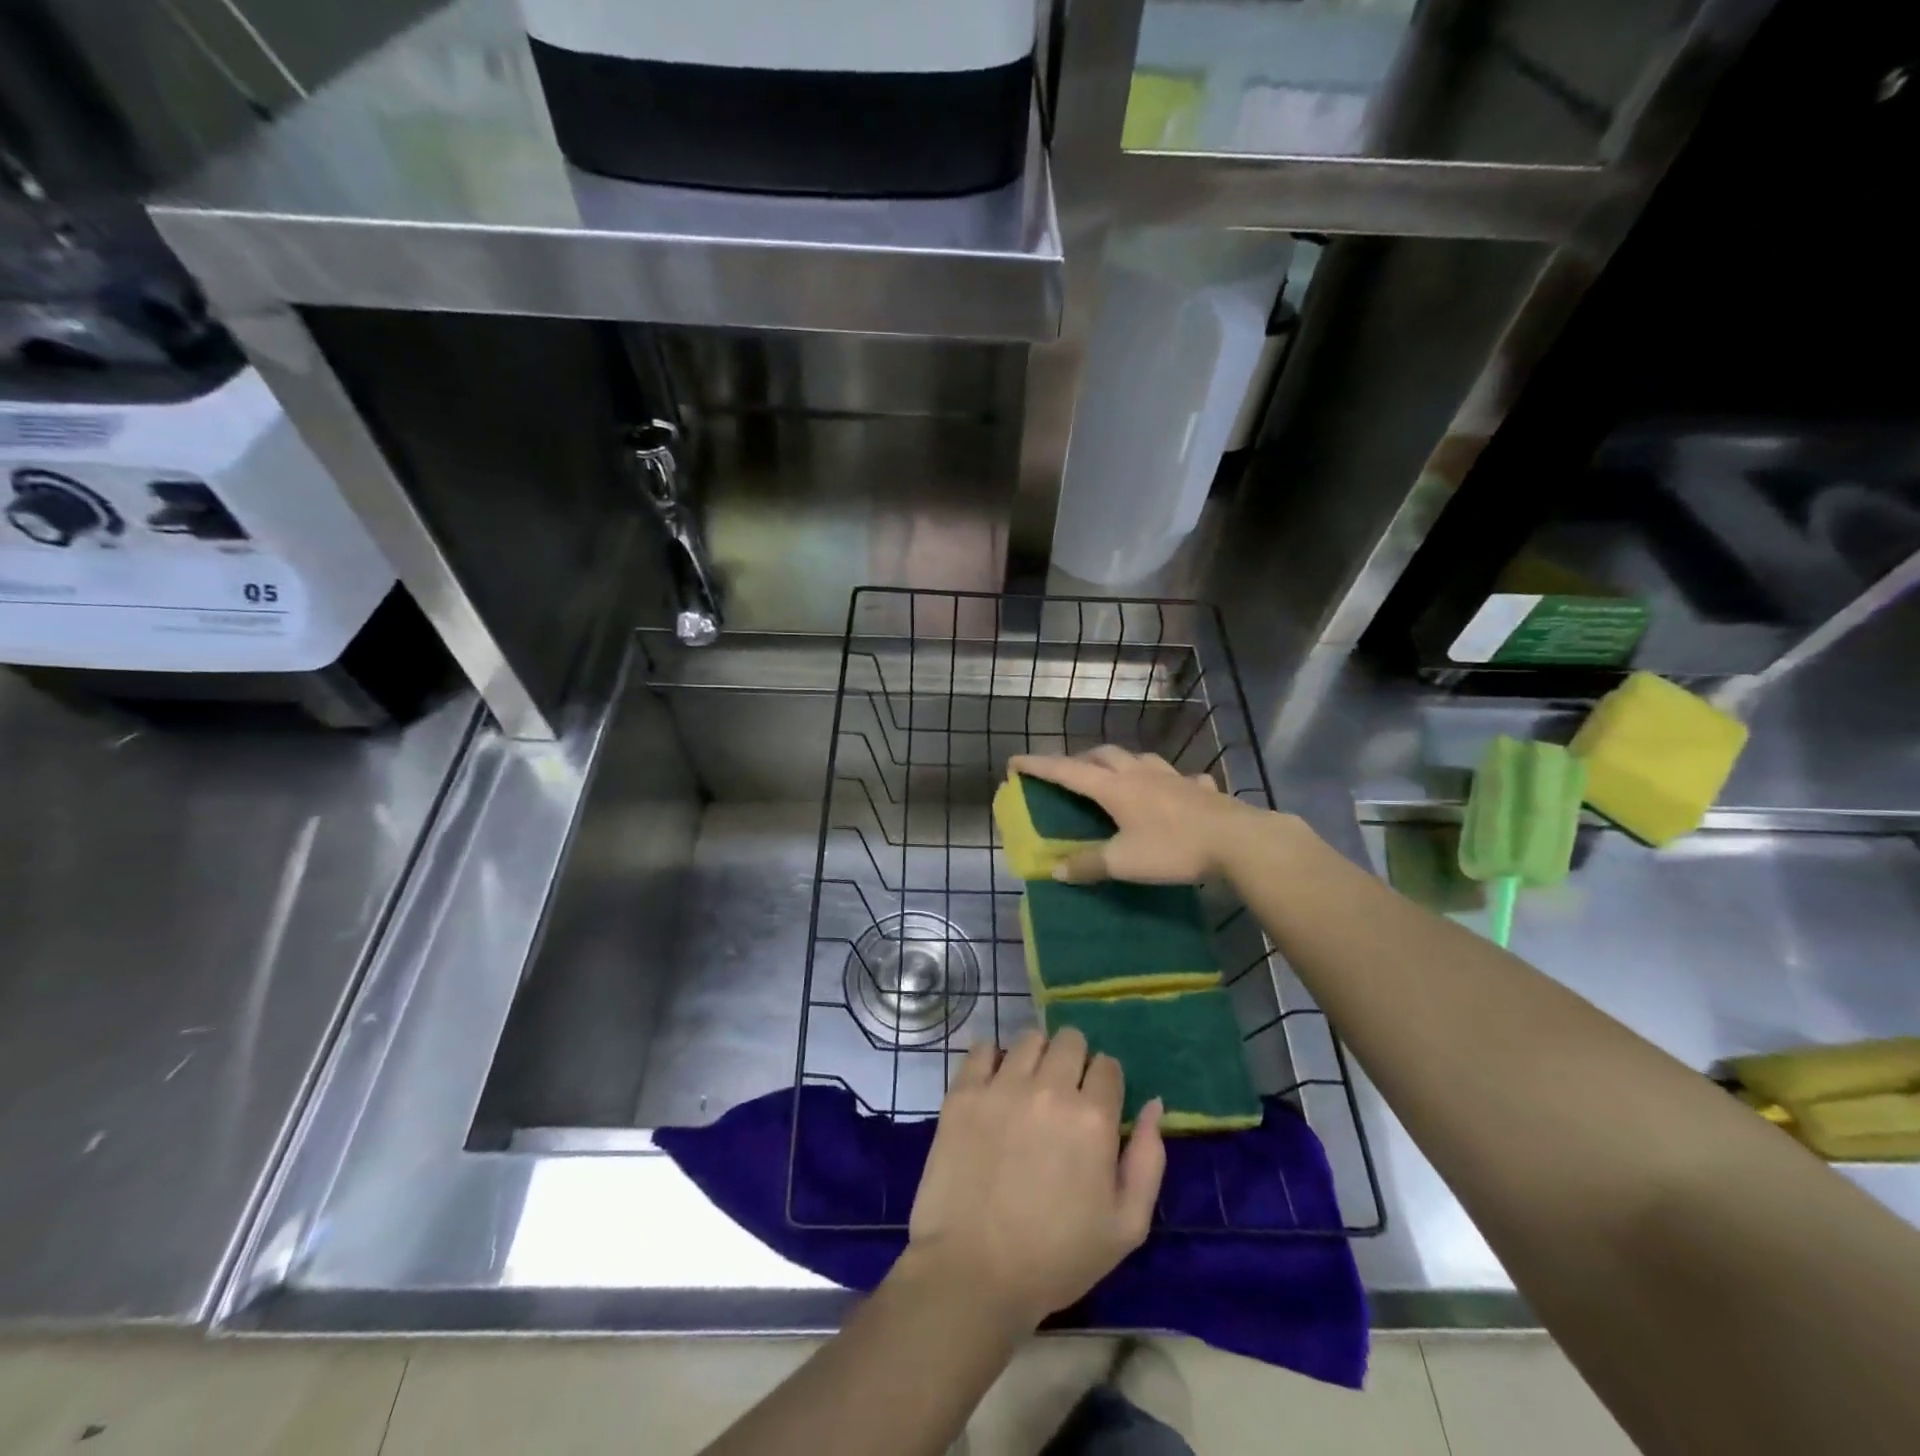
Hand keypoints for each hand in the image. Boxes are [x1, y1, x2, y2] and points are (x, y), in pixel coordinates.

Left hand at [907, 1028, 1164, 1332]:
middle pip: (1070, 1040)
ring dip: (1036, 1056)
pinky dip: (991, 1059)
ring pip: (1029, 1039)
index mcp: (1092, 1118)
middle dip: (1074, 1059)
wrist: (974, 1272)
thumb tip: (1154, 1104)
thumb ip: (1148, 1160)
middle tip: (1063, 1093)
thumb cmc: (1056, 1258)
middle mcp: (1049, 1089)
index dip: (1105, 1082)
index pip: (1108, 1066)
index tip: (1095, 1104)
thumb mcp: (1126, 1226)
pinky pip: (981, 1049)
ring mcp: (1002, 1086)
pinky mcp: (964, 1092)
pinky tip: (994, 1085)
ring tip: (1028, 1087)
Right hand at [1009, 746, 1263, 883]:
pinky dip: (1168, 782)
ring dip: (1122, 763)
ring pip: (1140, 759)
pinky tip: (1175, 792)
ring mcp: (1173, 777)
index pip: (1067, 771)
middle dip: (1082, 759)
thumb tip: (1056, 869)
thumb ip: (1088, 864)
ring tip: (1117, 775)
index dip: (1039, 766)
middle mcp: (1140, 774)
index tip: (1015, 761)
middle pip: (1104, 755)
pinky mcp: (1200, 789)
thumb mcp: (1124, 862)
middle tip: (1071, 772)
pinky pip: (1179, 778)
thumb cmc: (1173, 848)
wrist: (1238, 841)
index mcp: (1115, 788)